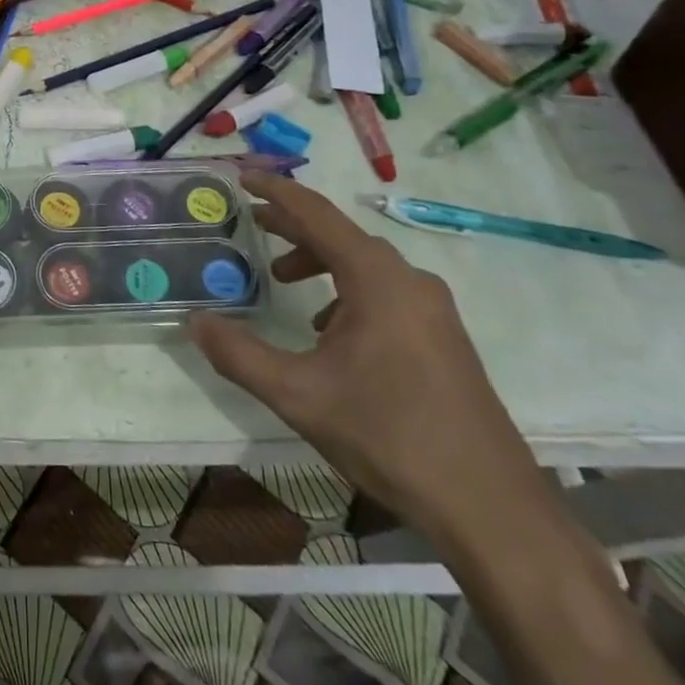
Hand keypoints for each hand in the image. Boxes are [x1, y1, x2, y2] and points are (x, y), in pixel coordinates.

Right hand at [189, 172, 547, 546]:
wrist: (490, 508)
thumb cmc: (389, 436)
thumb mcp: (298, 395)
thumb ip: (239, 354)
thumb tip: (194, 322)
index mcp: (377, 279)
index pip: (317, 214)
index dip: (276, 191)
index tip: (242, 176)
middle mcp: (408, 281)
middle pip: (341, 235)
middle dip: (292, 226)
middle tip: (250, 223)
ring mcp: (432, 310)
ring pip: (364, 264)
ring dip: (318, 261)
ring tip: (282, 280)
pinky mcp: (442, 337)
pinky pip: (384, 291)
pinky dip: (345, 291)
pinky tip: (327, 330)